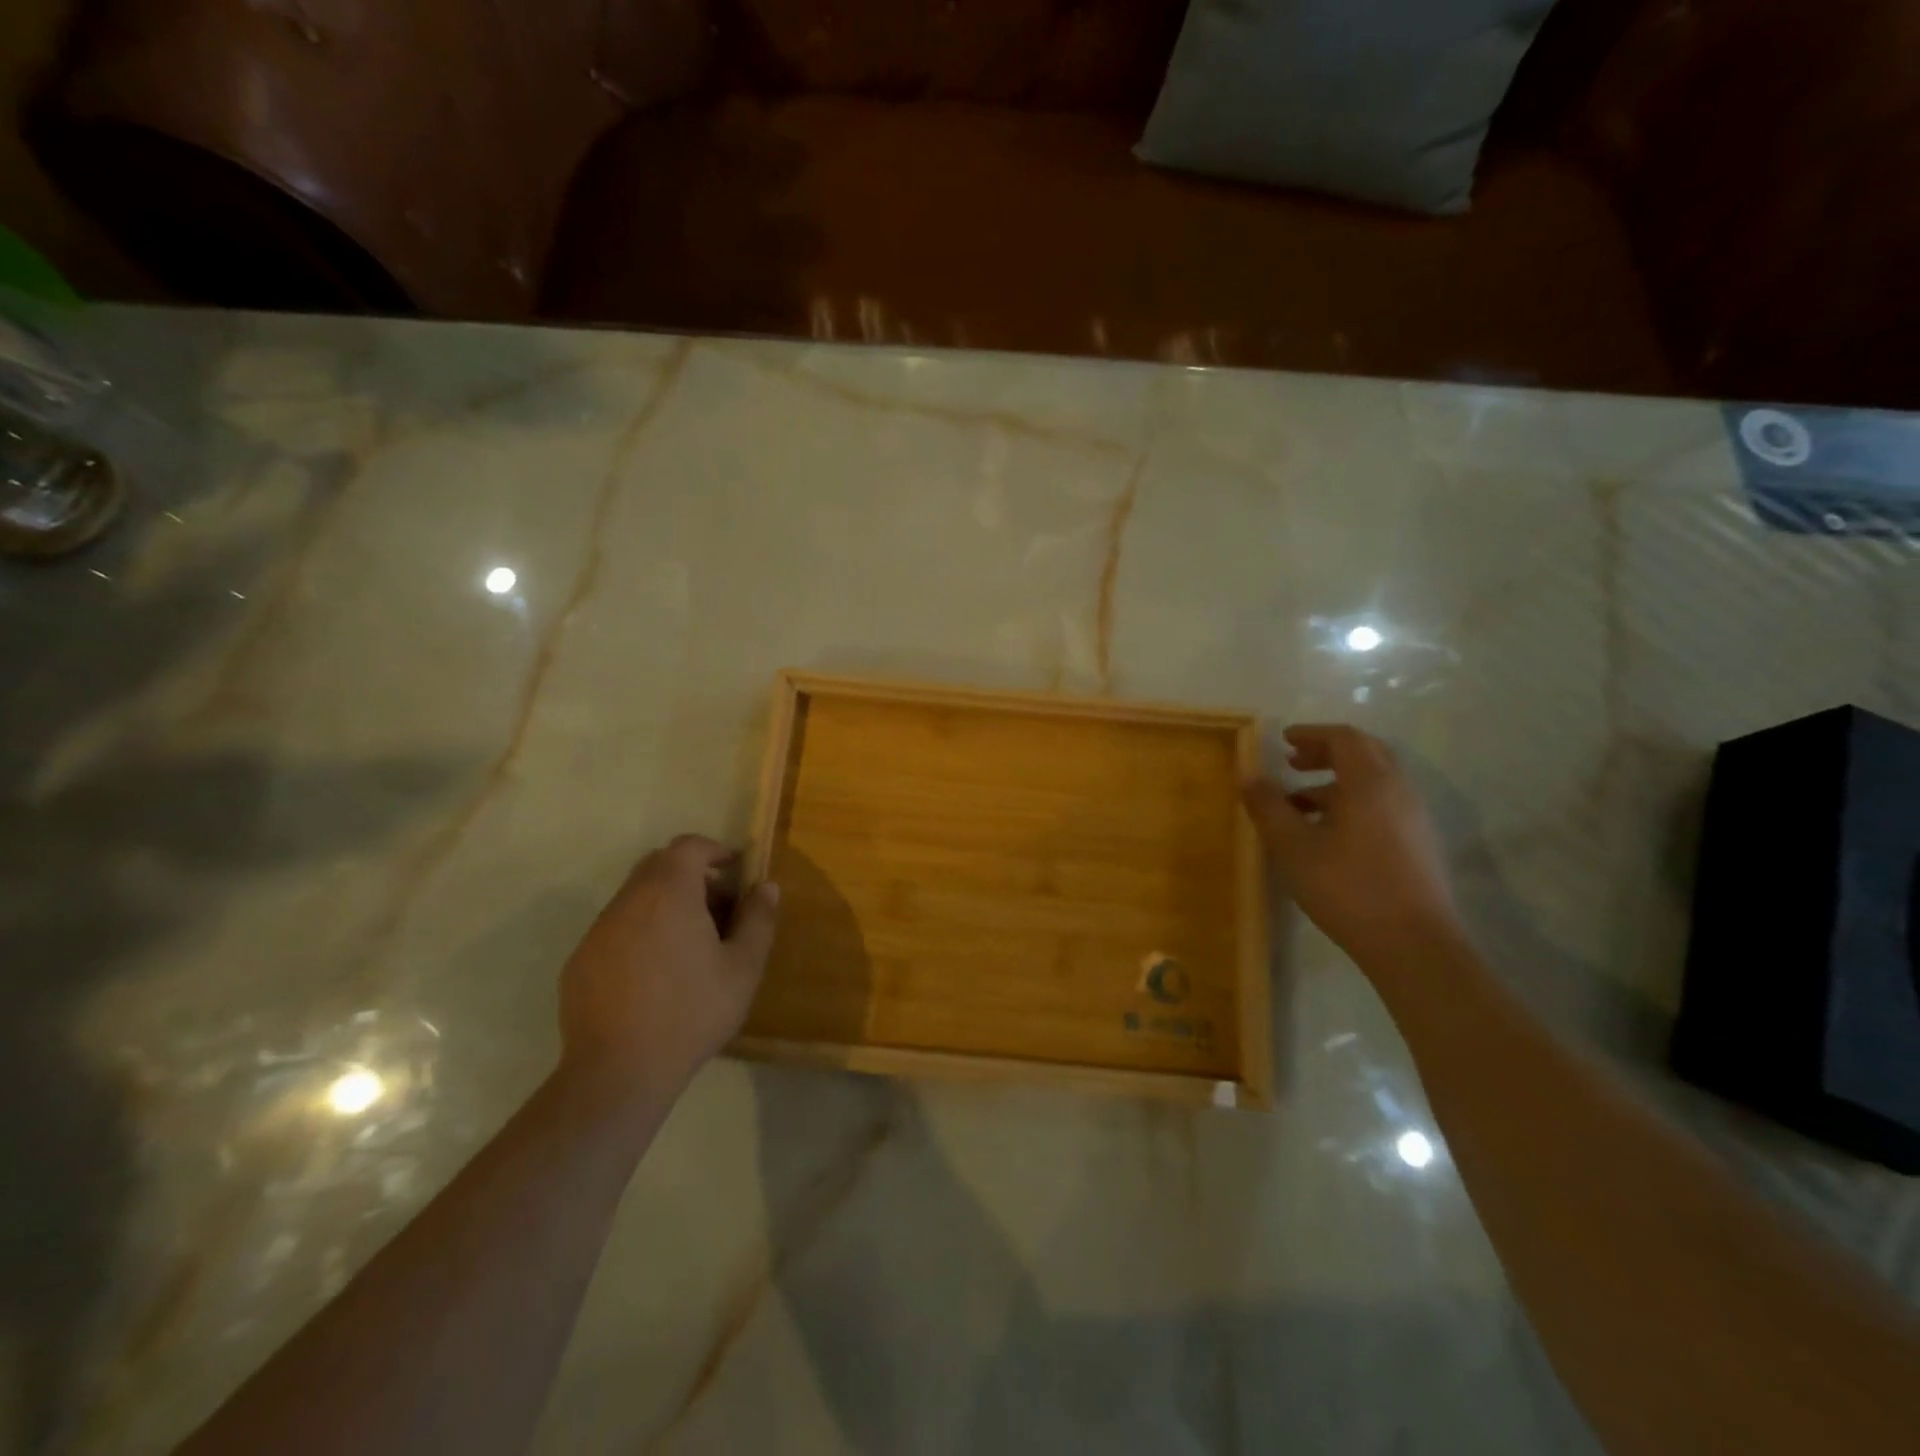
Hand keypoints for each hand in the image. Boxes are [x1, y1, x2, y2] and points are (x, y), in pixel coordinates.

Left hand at [558, 835, 780, 1105]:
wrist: (618, 1073)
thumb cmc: (691, 1013)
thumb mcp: (743, 968)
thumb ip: (758, 920)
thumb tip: (766, 887)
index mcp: (669, 894)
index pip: (688, 846)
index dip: (714, 850)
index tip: (735, 870)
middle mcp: (628, 902)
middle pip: (659, 866)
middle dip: (692, 875)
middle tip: (718, 908)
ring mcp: (598, 931)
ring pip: (636, 897)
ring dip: (666, 904)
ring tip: (691, 945)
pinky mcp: (580, 961)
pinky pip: (616, 929)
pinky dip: (641, 932)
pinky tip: (656, 974)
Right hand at [1243, 725, 1461, 965]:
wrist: (1413, 945)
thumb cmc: (1347, 886)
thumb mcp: (1293, 846)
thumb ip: (1268, 806)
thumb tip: (1248, 774)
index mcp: (1370, 782)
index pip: (1344, 738)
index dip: (1311, 734)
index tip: (1284, 740)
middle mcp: (1399, 791)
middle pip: (1365, 754)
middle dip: (1326, 753)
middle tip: (1292, 763)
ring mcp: (1414, 819)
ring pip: (1374, 783)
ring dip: (1337, 782)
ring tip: (1300, 805)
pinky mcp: (1418, 846)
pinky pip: (1383, 807)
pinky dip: (1352, 803)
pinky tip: (1327, 835)